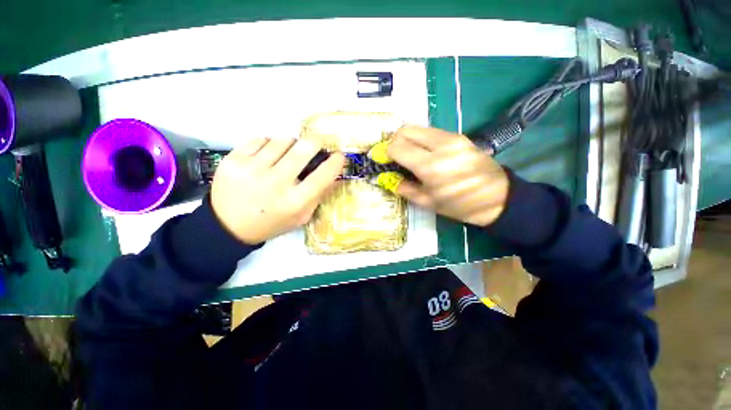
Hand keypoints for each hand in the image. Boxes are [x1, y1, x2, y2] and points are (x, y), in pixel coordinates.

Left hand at [211, 138, 345, 243]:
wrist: (228, 226)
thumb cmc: (272, 223)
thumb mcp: (301, 217)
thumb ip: (318, 195)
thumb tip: (332, 172)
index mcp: (294, 202)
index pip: (323, 175)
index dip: (335, 162)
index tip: (339, 156)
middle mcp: (275, 183)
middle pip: (304, 148)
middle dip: (317, 141)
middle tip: (319, 142)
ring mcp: (252, 169)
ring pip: (283, 140)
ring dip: (292, 144)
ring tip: (288, 154)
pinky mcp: (233, 159)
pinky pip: (261, 139)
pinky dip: (269, 144)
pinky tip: (268, 155)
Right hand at [387, 126, 509, 226]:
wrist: (497, 197)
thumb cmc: (460, 205)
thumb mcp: (428, 202)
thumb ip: (404, 188)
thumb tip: (388, 179)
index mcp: (430, 166)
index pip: (397, 147)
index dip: (385, 153)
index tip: (383, 161)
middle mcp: (439, 145)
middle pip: (405, 130)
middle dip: (394, 141)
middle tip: (393, 156)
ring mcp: (451, 137)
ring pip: (418, 127)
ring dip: (407, 138)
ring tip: (407, 154)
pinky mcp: (459, 136)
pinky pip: (431, 131)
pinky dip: (420, 138)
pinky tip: (423, 152)